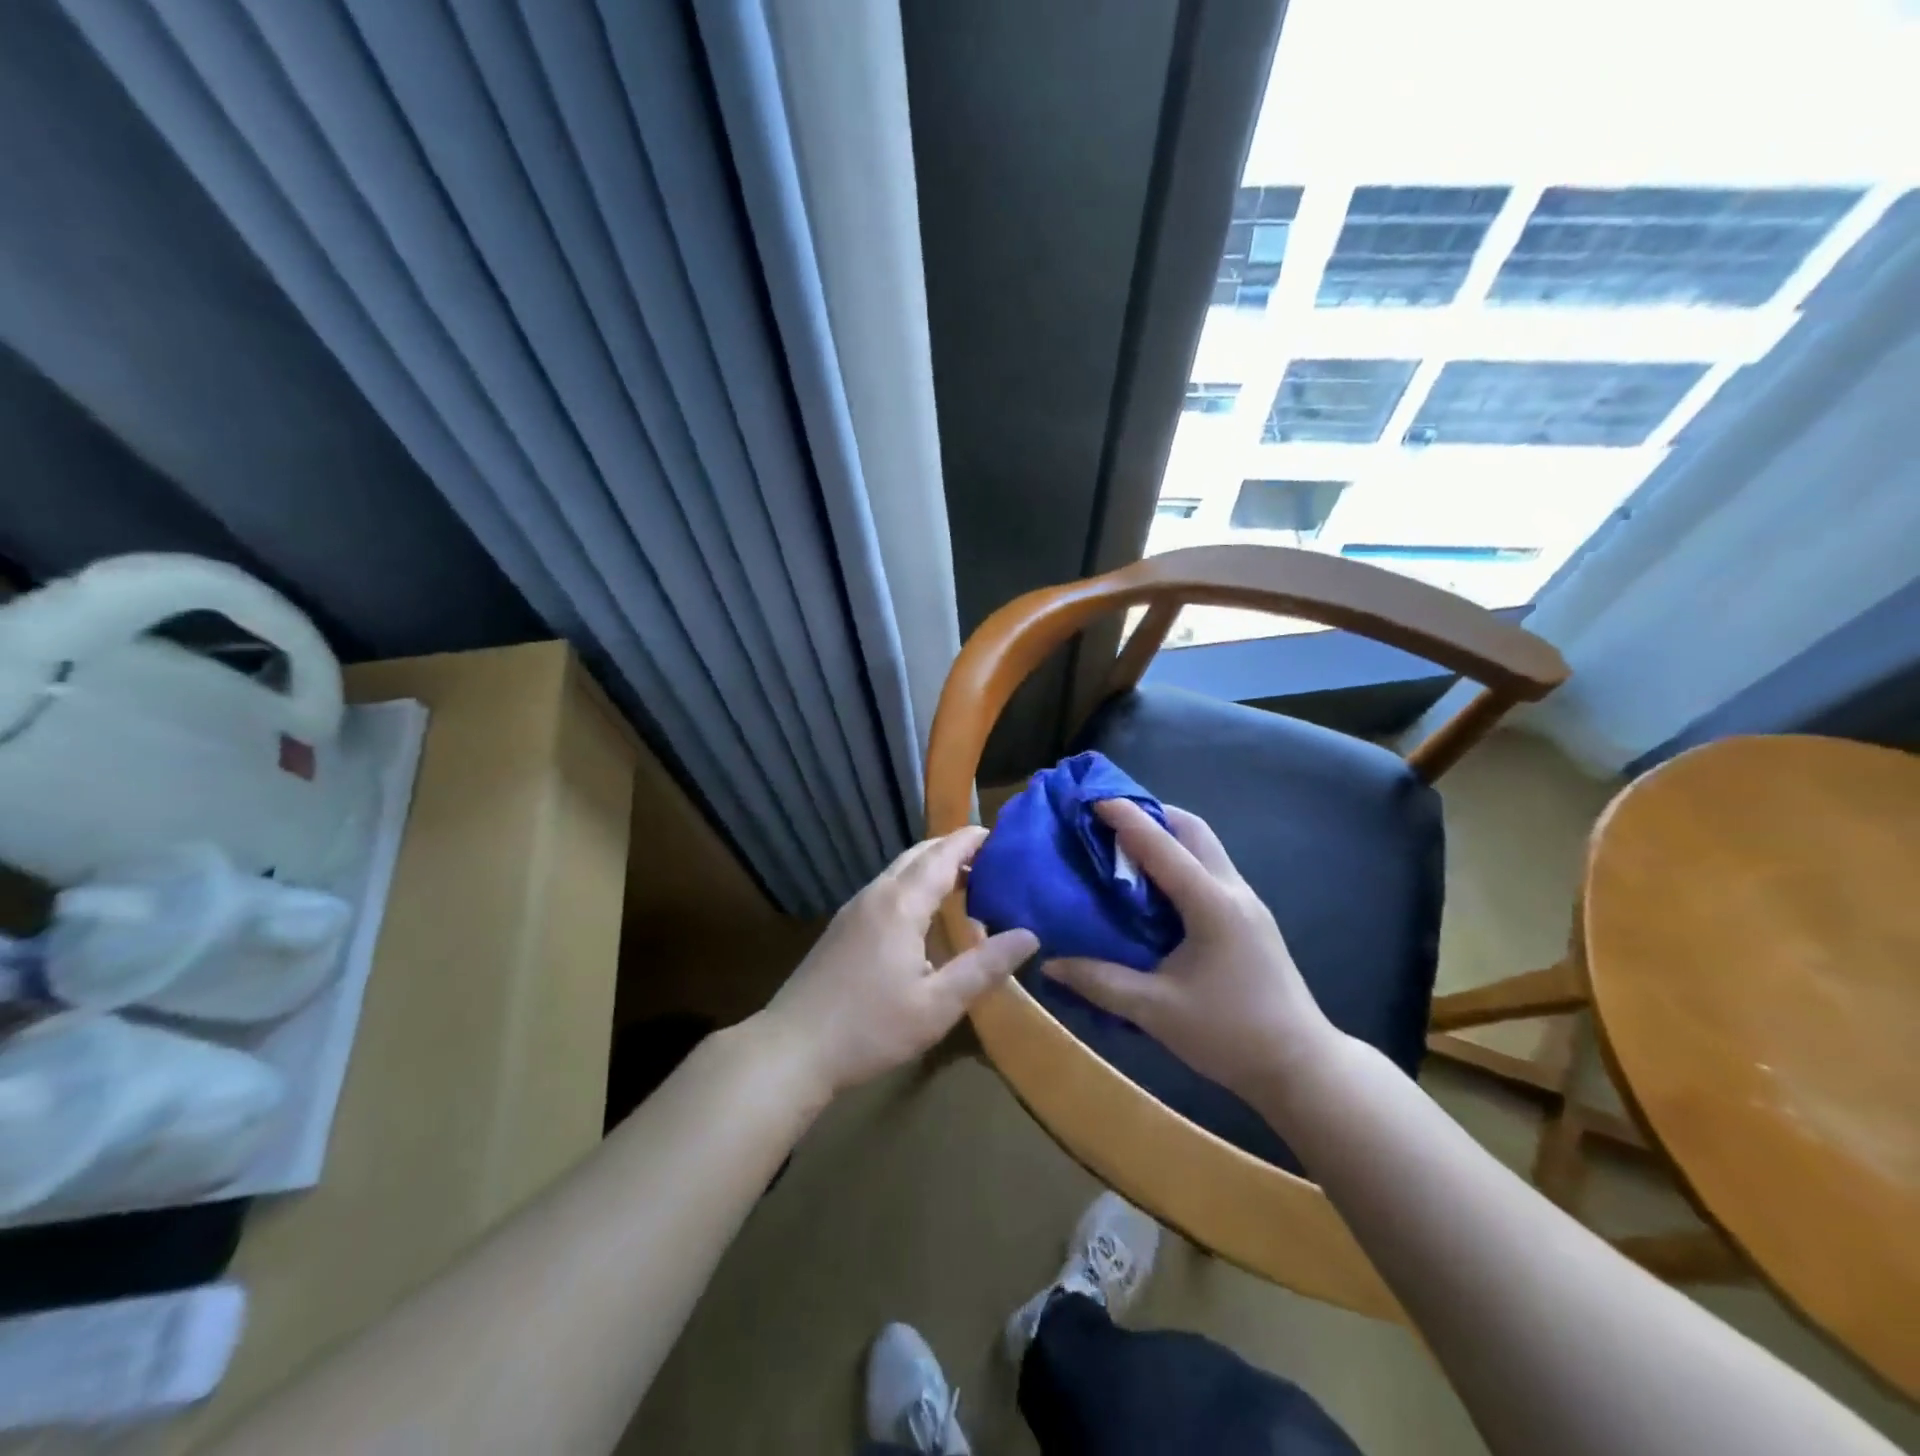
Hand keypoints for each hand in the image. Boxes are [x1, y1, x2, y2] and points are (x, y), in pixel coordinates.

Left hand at [761, 827, 1037, 1098]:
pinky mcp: (842, 926)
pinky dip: (913, 885)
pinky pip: (886, 889)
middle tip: (991, 862)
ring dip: (932, 868)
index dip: (971, 840)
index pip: (943, 855)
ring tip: (966, 885)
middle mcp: (876, 894)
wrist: (792, 1049)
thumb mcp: (937, 1005)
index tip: (1000, 836)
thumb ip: (984, 967)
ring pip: (899, 871)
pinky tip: (925, 916)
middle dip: (953, 849)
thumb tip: (1029, 935)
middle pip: (919, 854)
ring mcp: (854, 908)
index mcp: (901, 904)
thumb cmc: (870, 1028)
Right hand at [1041, 799, 1341, 1099]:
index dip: (1126, 817)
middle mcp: (1232, 890)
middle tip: (1109, 818)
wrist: (1301, 1066)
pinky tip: (1153, 884)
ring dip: (1167, 835)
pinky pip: (1209, 869)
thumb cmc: (1229, 1034)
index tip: (1093, 796)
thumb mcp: (1156, 1010)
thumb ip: (1100, 982)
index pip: (1161, 846)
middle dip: (1151, 813)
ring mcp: (1246, 902)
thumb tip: (1049, 963)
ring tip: (1124, 845)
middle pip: (1192, 829)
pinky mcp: (1249, 918)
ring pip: (1204, 846)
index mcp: (1211, 904)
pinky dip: (1179, 859)